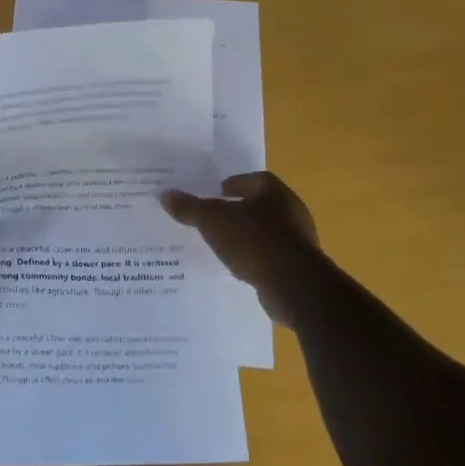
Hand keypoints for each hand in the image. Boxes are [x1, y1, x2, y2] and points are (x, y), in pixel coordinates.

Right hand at [161, 172, 323, 326]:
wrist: (295, 286)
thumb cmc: (254, 241)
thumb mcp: (213, 221)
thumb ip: (190, 207)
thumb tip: (165, 194)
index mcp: (275, 192)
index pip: (254, 179)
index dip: (234, 183)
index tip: (216, 192)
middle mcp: (292, 211)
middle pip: (261, 205)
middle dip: (238, 210)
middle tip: (214, 217)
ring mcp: (299, 241)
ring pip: (266, 232)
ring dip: (247, 236)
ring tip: (221, 243)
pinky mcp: (299, 268)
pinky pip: (271, 256)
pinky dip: (255, 258)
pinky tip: (238, 267)